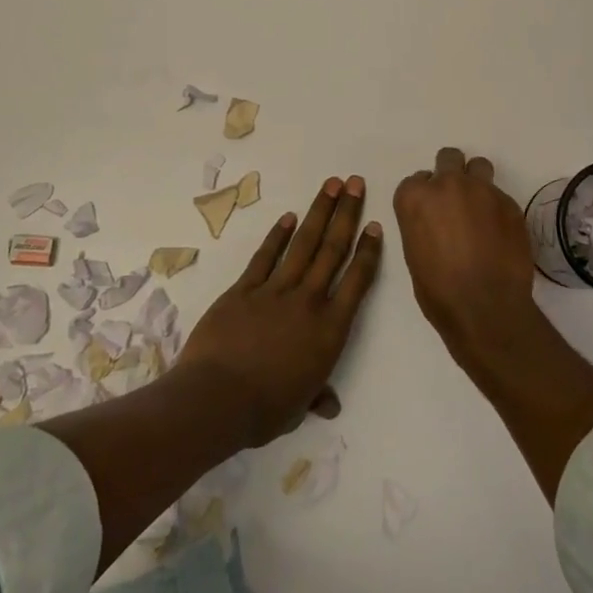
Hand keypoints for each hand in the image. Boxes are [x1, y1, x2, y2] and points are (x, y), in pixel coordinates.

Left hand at [177, 175, 381, 446]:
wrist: (216, 399)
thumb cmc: (265, 410)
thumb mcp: (299, 407)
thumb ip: (317, 395)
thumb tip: (330, 405)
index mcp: (330, 330)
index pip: (357, 281)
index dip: (368, 251)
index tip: (375, 224)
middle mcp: (308, 301)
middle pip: (333, 250)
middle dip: (347, 213)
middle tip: (355, 182)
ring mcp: (275, 291)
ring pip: (303, 244)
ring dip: (318, 212)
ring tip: (331, 184)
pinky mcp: (244, 289)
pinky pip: (265, 257)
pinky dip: (278, 235)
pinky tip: (288, 217)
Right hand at [393, 147, 539, 361]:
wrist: (486, 308)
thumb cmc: (439, 291)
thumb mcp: (414, 253)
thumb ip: (422, 223)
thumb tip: (436, 221)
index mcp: (415, 198)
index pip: (416, 180)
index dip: (424, 196)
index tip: (431, 214)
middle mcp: (447, 184)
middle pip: (448, 158)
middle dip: (450, 174)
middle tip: (455, 202)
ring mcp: (482, 190)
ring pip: (478, 166)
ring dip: (476, 181)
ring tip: (480, 209)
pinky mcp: (510, 203)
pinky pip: (500, 195)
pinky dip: (496, 208)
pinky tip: (499, 233)